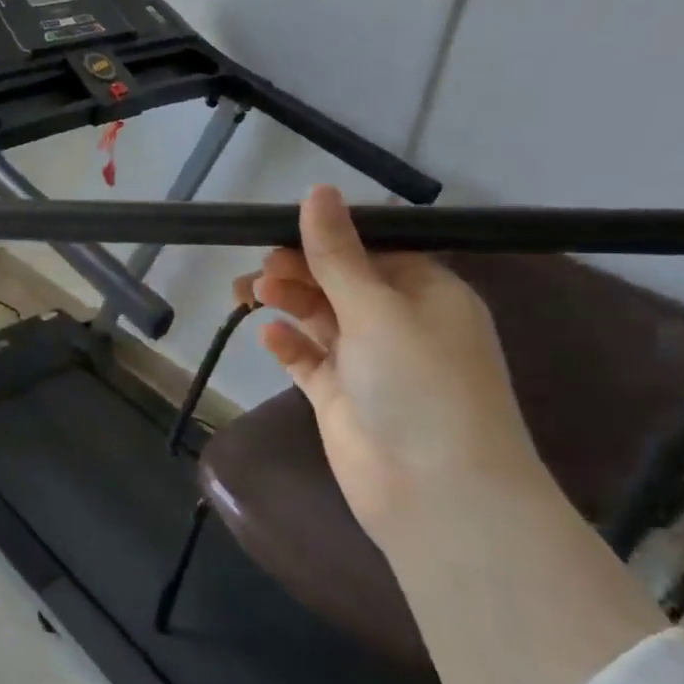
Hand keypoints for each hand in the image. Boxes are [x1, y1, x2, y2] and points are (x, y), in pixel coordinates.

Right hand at [239, 186, 669, 683]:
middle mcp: (400, 323)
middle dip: (297, 269)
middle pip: (339, 280)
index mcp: (427, 293)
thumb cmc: (419, 385)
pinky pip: (309, 359)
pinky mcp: (342, 397)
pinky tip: (268, 334)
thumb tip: (317, 190)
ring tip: (248, 294)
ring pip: (319, 317)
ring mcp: (369, 363)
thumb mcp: (377, 308)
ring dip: (287, 300)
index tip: (279, 227)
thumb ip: (338, 253)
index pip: (373, 247)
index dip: (327, 234)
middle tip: (258, 269)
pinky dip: (289, 344)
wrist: (436, 493)